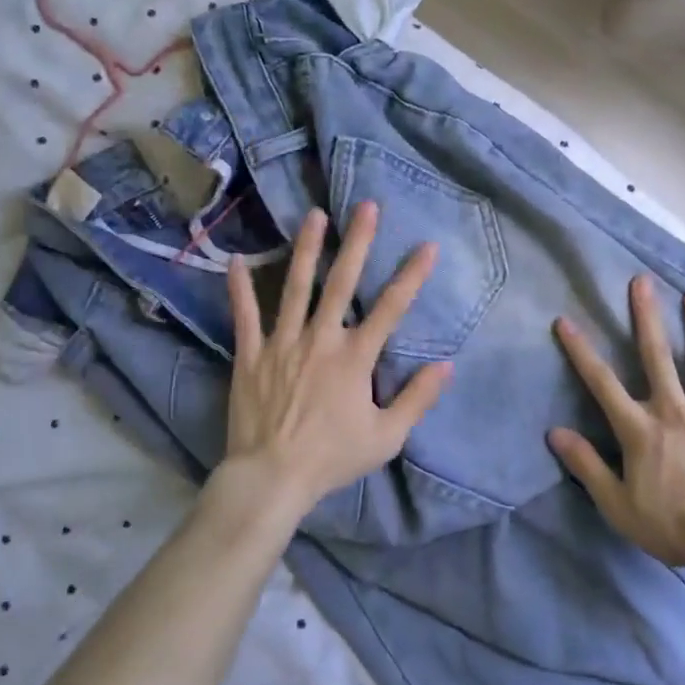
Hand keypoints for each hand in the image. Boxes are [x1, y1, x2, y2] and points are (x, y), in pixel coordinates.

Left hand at [218, 202, 451, 521]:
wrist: (271, 479)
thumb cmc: (331, 458)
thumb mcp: (386, 438)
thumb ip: (417, 399)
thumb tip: (446, 366)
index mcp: (354, 358)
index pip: (391, 308)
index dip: (412, 275)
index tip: (427, 245)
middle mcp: (320, 339)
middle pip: (342, 283)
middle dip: (357, 242)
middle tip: (366, 206)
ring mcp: (282, 343)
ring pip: (295, 287)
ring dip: (306, 248)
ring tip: (314, 215)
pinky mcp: (250, 354)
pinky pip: (245, 315)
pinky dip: (240, 288)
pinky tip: (237, 259)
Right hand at [549, 275, 684, 569]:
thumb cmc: (672, 524)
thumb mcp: (617, 504)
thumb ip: (586, 466)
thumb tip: (555, 433)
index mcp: (640, 428)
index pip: (602, 382)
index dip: (581, 351)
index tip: (566, 321)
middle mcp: (673, 411)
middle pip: (657, 356)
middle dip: (647, 317)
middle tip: (643, 282)